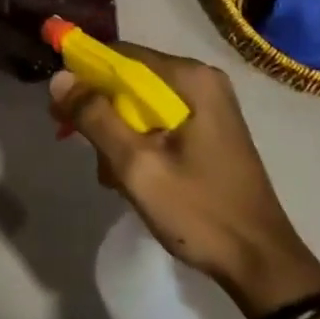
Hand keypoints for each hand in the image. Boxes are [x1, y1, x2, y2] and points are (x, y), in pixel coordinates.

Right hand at [48, 44, 319, 317]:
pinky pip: (160, 121)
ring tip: (109, 174)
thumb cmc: (199, 212)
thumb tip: (59, 78)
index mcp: (191, 79)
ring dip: (118, 132)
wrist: (261, 262)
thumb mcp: (137, 166)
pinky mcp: (210, 130)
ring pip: (142, 104)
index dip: (84, 73)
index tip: (58, 104)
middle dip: (100, 110)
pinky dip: (139, 142)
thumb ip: (96, 118)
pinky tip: (130, 177)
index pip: (122, 55)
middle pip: (131, 79)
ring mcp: (209, 106)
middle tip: (73, 140)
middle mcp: (202, 81)